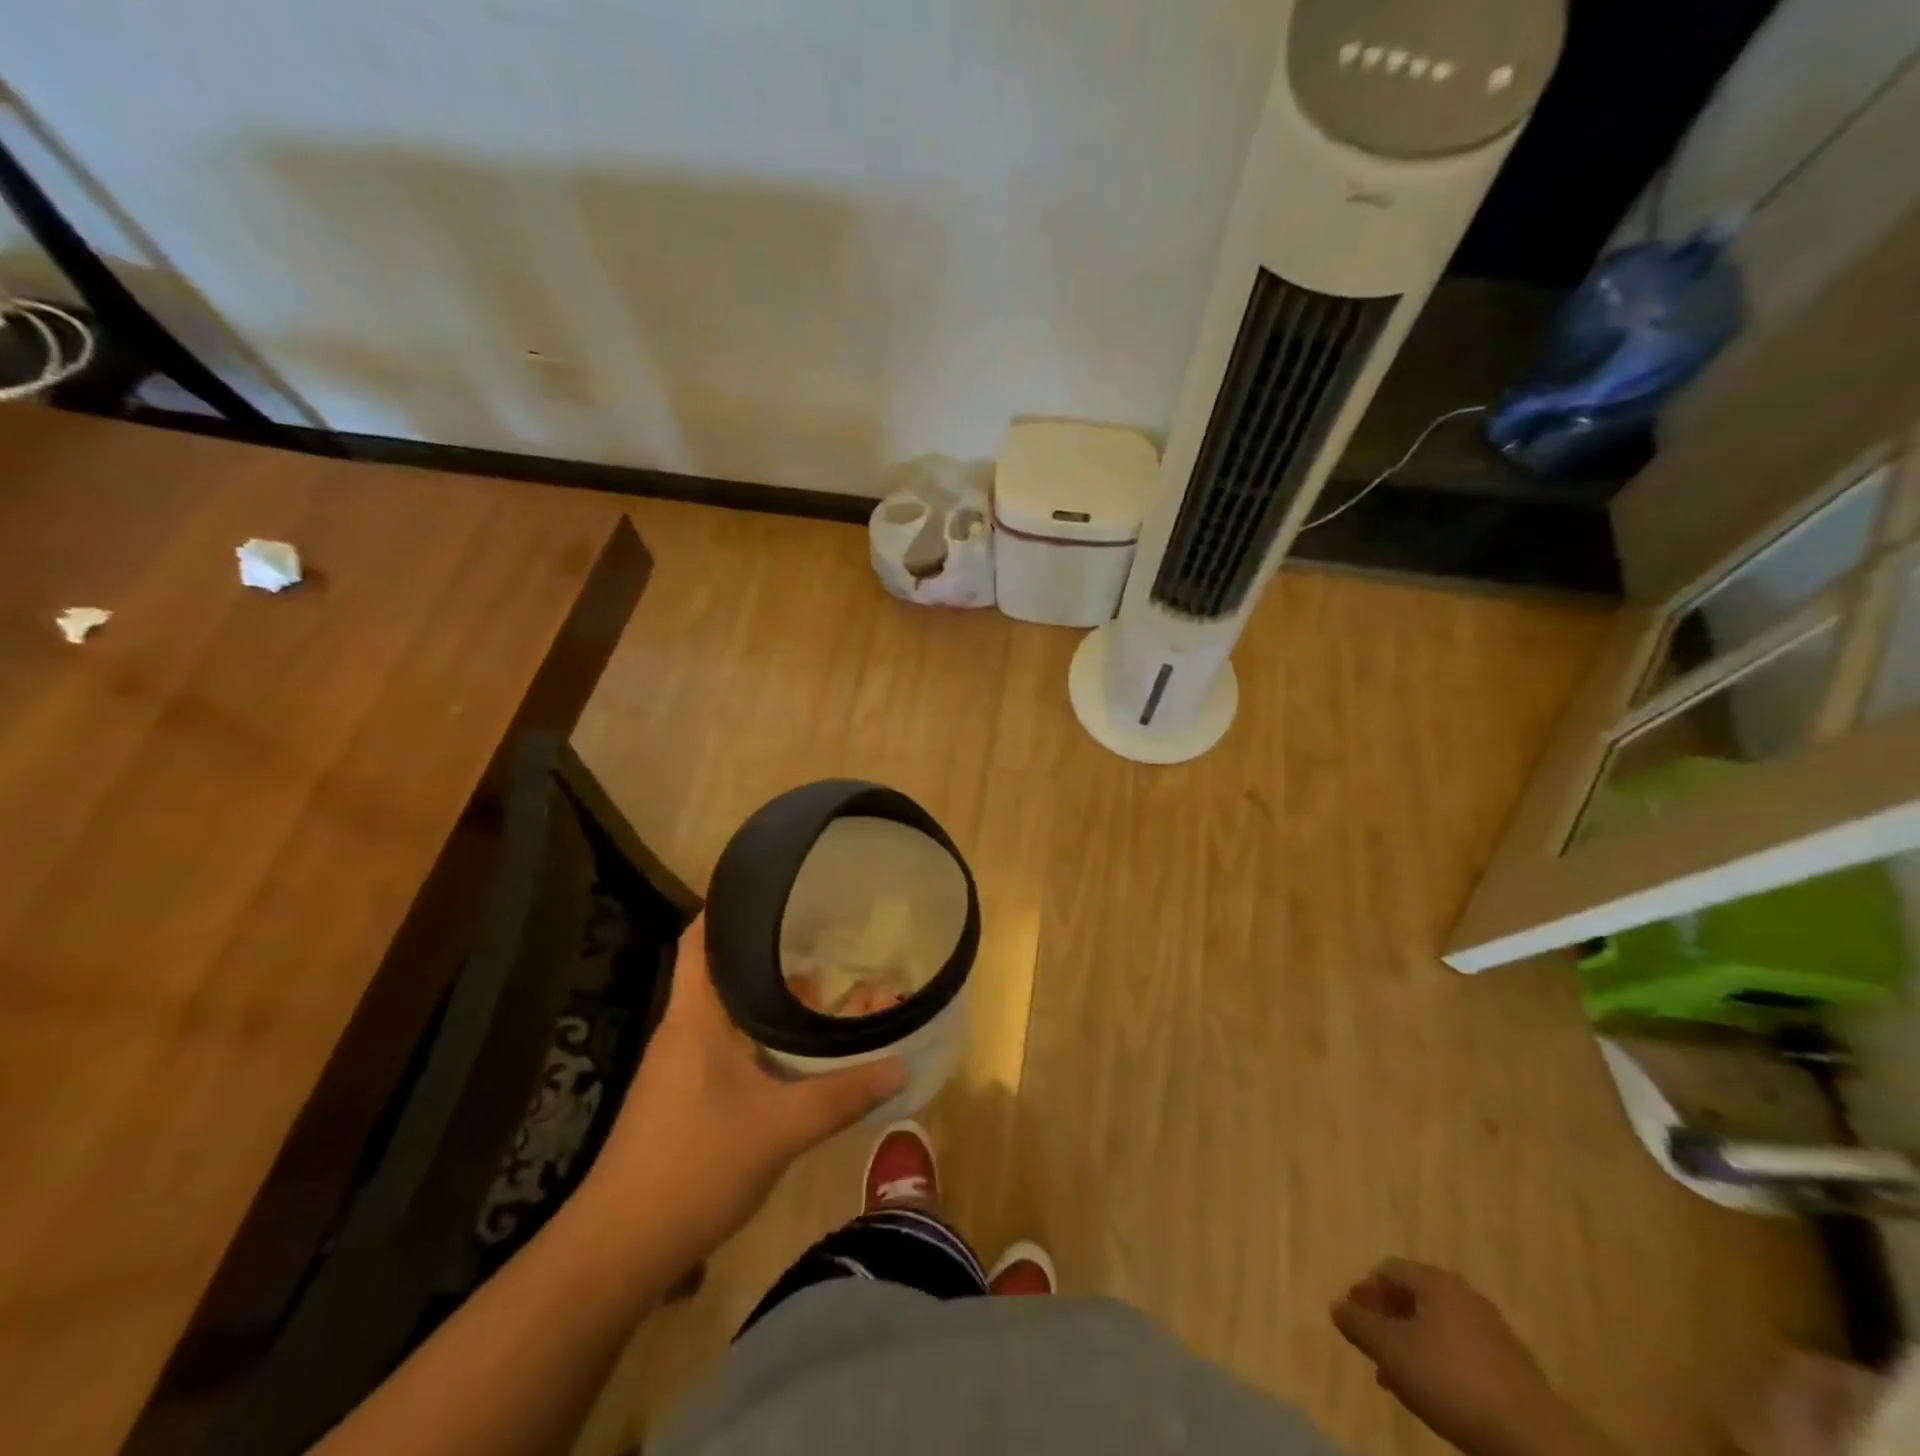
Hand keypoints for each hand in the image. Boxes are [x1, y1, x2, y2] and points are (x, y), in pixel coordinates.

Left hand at [582, 916, 906, 1263]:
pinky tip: (793, 1052)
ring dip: (767, 999)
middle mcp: (683, 1030)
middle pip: (720, 971)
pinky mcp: (681, 1098)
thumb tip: (901, 1065)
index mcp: (695, 1017)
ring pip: (727, 1012)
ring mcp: (678, 1066)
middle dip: (767, 952)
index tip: (771, 887)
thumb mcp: (781, 1129)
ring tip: (818, 987)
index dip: (728, 906)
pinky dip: (759, 1035)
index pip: (699, 939)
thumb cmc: (694, 1167)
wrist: (618, 1251)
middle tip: (817, 934)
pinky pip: (726, 1045)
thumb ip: (843, 1095)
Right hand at [1333, 1261, 1610, 1455]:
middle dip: (1387, 1324)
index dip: (1364, 1292)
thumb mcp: (1392, 1351)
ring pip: (1436, 1330)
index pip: (1388, 1270)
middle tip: (1372, 1351)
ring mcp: (1492, 1332)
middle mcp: (1464, 1296)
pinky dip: (1439, 1365)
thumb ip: (1359, 1324)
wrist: (1534, 1441)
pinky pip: (1461, 1354)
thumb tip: (1336, 1306)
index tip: (1352, 1321)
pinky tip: (1434, 1395)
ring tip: (1398, 1380)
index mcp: (1436, 1281)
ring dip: (1411, 1348)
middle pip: (1413, 1299)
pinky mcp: (1511, 1368)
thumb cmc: (1452, 1380)